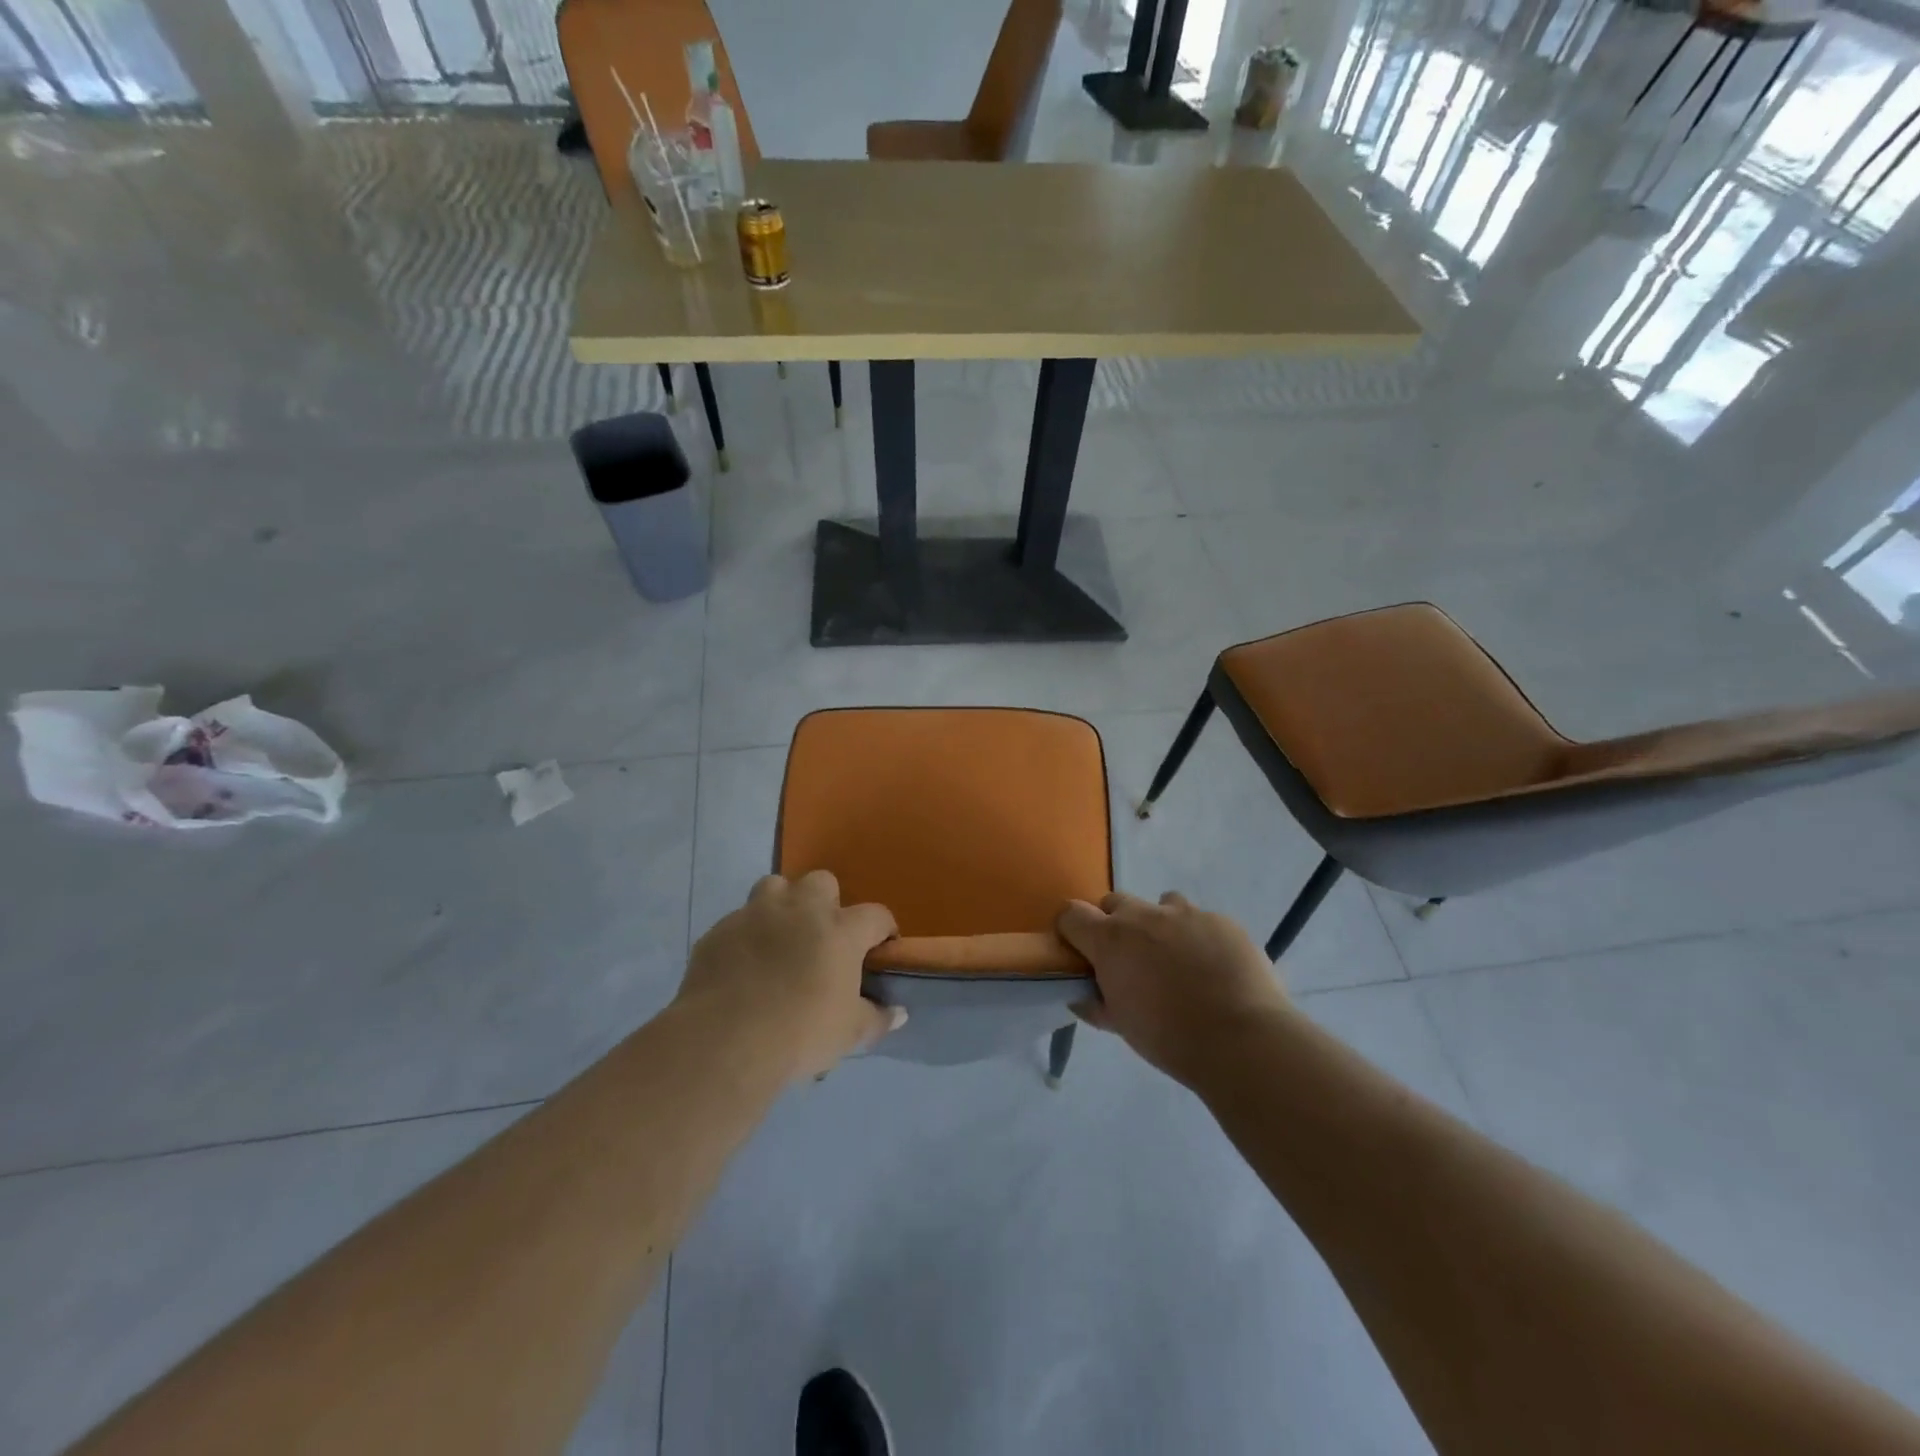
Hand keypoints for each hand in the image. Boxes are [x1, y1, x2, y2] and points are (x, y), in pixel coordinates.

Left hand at [676, 872, 904, 1081]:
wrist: (725, 1040)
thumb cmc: (800, 1033)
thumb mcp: (849, 1034)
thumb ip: (877, 1018)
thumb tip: (899, 1014)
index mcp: (840, 930)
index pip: (876, 915)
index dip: (883, 930)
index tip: (881, 948)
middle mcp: (801, 909)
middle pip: (822, 882)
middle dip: (826, 902)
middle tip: (823, 938)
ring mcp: (756, 914)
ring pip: (774, 886)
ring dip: (783, 905)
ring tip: (781, 938)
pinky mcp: (720, 930)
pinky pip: (739, 920)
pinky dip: (747, 935)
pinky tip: (744, 964)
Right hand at [1056, 891, 1288, 1081]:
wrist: (1241, 1040)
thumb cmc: (1169, 1038)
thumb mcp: (1122, 1025)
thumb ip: (1096, 1004)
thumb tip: (1082, 995)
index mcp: (1110, 940)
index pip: (1071, 914)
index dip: (1072, 930)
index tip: (1080, 950)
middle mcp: (1144, 916)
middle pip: (1115, 902)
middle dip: (1116, 924)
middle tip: (1130, 958)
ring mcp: (1186, 914)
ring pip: (1162, 904)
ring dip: (1160, 924)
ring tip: (1177, 959)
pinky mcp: (1222, 920)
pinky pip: (1201, 920)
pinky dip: (1199, 937)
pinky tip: (1214, 968)